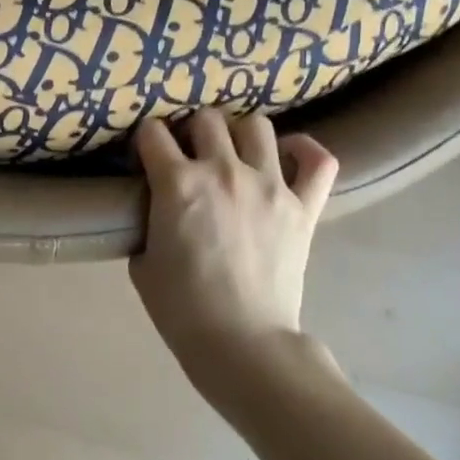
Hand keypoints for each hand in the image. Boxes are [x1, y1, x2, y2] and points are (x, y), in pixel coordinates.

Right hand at [128, 109, 336, 386]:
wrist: (240, 340)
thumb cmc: (181, 307)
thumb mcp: (142, 262)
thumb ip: (150, 224)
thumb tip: (160, 210)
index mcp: (177, 183)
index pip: (153, 133)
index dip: (145, 140)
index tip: (146, 154)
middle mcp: (223, 170)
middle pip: (206, 119)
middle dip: (191, 130)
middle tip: (189, 153)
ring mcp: (269, 185)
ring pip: (257, 126)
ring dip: (239, 134)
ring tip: (234, 153)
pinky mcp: (303, 206)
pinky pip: (317, 160)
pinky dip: (304, 151)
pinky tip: (288, 156)